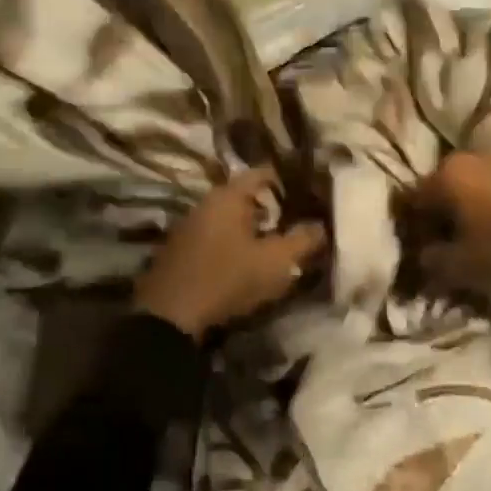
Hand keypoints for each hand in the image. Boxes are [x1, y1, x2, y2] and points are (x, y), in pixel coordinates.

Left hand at [133, 167, 327, 340]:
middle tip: (295, 220)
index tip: (307, 191)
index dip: (286, 180)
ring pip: (228, 218)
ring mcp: (188, 227)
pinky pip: (215, 236)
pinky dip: (233, 242)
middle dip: (271, 207)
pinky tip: (246, 261)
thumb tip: (322, 227)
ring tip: (274, 243)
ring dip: (251, 227)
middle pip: (244, 196)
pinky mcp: (179, 251)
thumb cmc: (228, 278)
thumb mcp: (276, 262)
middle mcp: (206, 204)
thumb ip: (303, 241)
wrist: (169, 317)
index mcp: (229, 196)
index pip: (262, 173)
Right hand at [407, 151, 490, 290]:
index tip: (421, 256)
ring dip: (468, 214)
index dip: (412, 232)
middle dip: (440, 221)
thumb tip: (425, 256)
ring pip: (471, 190)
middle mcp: (470, 158)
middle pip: (442, 191)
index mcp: (445, 174)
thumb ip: (431, 260)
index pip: (411, 201)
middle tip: (446, 251)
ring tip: (477, 245)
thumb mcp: (459, 266)